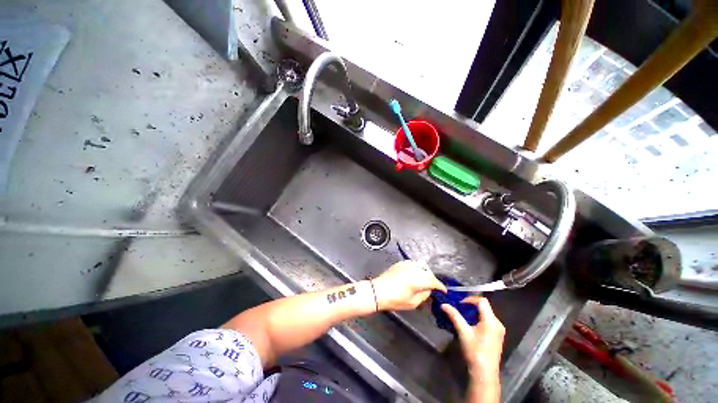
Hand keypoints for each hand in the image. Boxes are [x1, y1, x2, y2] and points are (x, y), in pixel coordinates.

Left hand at [372, 260, 446, 310]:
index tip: (443, 291)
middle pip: (428, 271)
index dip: (440, 286)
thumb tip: (429, 289)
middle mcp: (413, 268)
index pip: (433, 281)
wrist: (378, 291)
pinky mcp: (400, 263)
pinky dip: (417, 268)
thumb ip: (424, 295)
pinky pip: (413, 263)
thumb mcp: (413, 302)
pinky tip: (414, 275)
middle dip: (432, 278)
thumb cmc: (395, 299)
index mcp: (418, 279)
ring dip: (425, 272)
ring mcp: (406, 264)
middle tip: (432, 287)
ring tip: (423, 280)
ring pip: (421, 265)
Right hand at [442, 296, 504, 379]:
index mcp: (491, 321)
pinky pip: (488, 321)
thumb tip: (444, 304)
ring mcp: (499, 330)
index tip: (460, 304)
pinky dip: (479, 319)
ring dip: (475, 312)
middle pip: (485, 307)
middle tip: (459, 309)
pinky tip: (471, 325)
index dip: (470, 299)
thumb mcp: (463, 332)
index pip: (482, 301)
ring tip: (463, 316)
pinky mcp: (497, 336)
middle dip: (471, 306)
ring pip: (486, 314)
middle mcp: (498, 323)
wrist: (484, 373)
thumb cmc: (474, 351)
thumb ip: (454, 316)